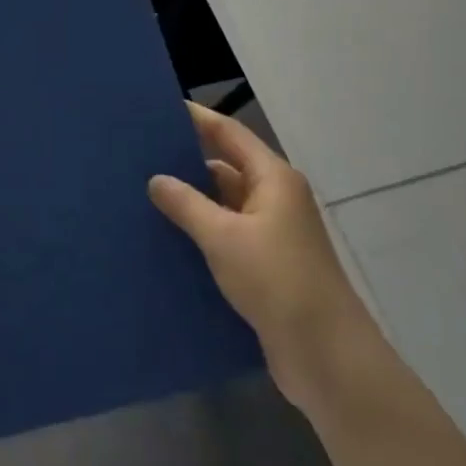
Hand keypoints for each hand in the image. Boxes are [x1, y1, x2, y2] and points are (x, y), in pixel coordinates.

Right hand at [149, 104, 364, 414]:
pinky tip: (165, 241)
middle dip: (185, 164)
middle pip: (225, 169)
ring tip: (141, 198)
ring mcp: (271, 235)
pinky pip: (225, 238)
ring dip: (190, 204)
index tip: (159, 109)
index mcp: (273, 179)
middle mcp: (274, 199)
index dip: (197, 119)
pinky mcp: (264, 268)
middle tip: (138, 158)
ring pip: (223, 206)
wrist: (327, 357)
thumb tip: (157, 180)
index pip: (229, 133)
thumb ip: (187, 205)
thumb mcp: (224, 238)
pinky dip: (200, 235)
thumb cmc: (278, 282)